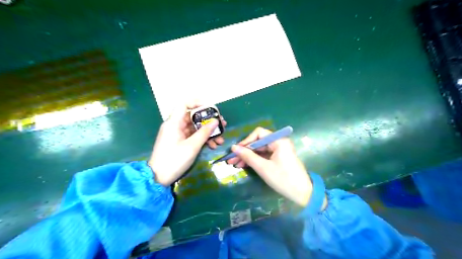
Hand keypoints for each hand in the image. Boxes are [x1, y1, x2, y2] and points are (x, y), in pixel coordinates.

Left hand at [149, 102, 226, 184]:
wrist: (159, 178)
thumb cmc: (174, 160)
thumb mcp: (192, 146)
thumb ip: (204, 132)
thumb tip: (216, 121)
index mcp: (174, 123)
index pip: (184, 104)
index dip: (197, 103)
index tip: (210, 109)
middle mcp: (175, 126)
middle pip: (193, 117)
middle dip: (208, 121)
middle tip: (222, 125)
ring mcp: (177, 134)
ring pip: (195, 128)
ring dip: (208, 132)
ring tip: (221, 139)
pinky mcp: (179, 142)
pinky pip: (193, 136)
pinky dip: (202, 139)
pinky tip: (213, 145)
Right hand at [227, 126, 313, 205]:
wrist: (303, 194)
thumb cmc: (283, 179)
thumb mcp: (263, 167)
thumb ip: (248, 156)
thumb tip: (233, 147)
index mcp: (278, 140)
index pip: (258, 134)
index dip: (246, 141)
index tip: (236, 151)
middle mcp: (279, 142)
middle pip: (258, 142)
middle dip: (244, 151)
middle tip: (231, 160)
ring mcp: (279, 151)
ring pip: (259, 150)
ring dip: (247, 156)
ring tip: (235, 164)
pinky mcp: (278, 158)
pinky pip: (263, 156)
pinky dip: (254, 160)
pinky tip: (244, 165)